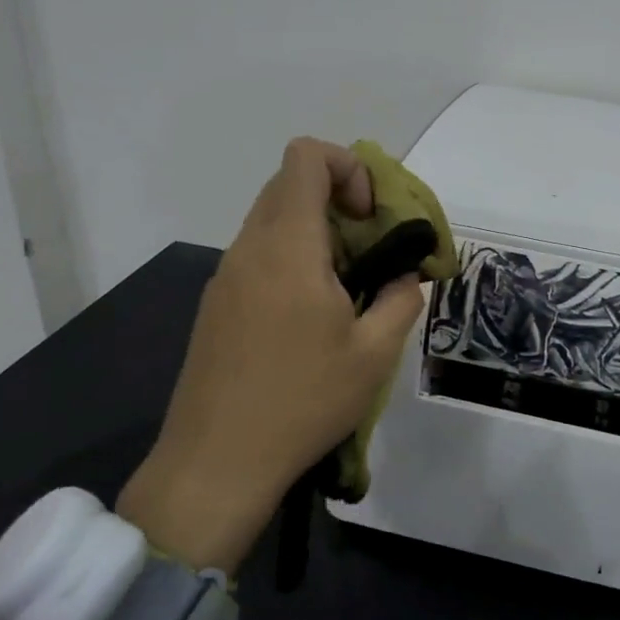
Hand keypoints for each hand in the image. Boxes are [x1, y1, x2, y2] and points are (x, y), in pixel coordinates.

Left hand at [116, 138, 424, 570]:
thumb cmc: (303, 401)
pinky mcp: (216, 306)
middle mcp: (249, 248)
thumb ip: (401, 298)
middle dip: (339, 201)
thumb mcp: (375, 354)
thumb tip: (403, 276)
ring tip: (346, 292)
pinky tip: (310, 320)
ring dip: (317, 236)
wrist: (218, 462)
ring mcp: (226, 277)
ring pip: (273, 222)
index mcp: (288, 247)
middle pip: (290, 185)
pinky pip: (258, 257)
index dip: (348, 167)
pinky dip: (293, 262)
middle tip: (370, 253)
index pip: (306, 158)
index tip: (371, 218)